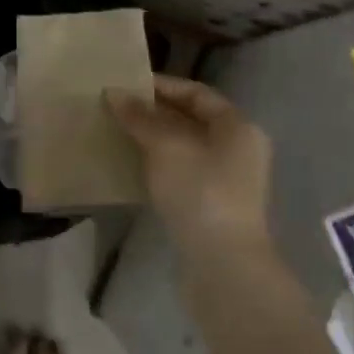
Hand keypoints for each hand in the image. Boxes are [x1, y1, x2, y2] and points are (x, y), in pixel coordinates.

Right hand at [106, 76, 272, 260]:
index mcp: (237, 126)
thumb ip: (140, 117)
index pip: (197, 93)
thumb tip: (115, 93)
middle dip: (155, 114)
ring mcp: (229, 182)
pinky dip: (160, 166)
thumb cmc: (200, 193)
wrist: (223, 267)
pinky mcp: (214, 209)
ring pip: (186, 149)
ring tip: (119, 136)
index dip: (162, 86)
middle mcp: (239, 149)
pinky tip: (133, 169)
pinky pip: (184, 174)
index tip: (126, 86)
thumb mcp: (166, 146)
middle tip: (117, 110)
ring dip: (154, 141)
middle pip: (192, 120)